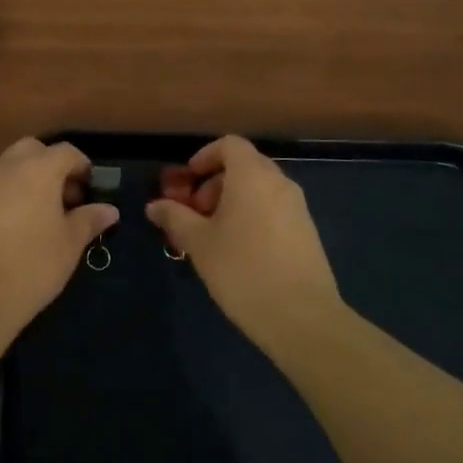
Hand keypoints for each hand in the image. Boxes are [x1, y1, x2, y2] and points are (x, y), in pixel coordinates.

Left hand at [0, 138, 117, 331]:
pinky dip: (14, 194)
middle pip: (34, 150)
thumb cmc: (34, 264)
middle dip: (53, 165)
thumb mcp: (70, 243)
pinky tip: (23, 227)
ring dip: (32, 178)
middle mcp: (9, 169)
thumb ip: (89, 220)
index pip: (66, 151)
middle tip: (68, 197)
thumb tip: (109, 209)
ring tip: (48, 214)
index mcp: (38, 170)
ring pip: (12, 166)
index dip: (83, 167)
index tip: (92, 191)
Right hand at [146, 136, 346, 350]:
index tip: (188, 181)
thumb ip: (175, 217)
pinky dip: (253, 216)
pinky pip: (274, 209)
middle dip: (215, 183)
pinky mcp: (307, 232)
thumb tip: (154, 205)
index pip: (229, 144)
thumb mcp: (199, 242)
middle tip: (195, 213)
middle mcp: (279, 183)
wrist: (301, 317)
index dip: (205, 156)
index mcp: (252, 176)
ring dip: (233, 202)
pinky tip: (239, 252)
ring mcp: (298, 208)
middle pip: (244, 166)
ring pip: (260, 190)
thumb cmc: (242, 270)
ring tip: (213, 236)